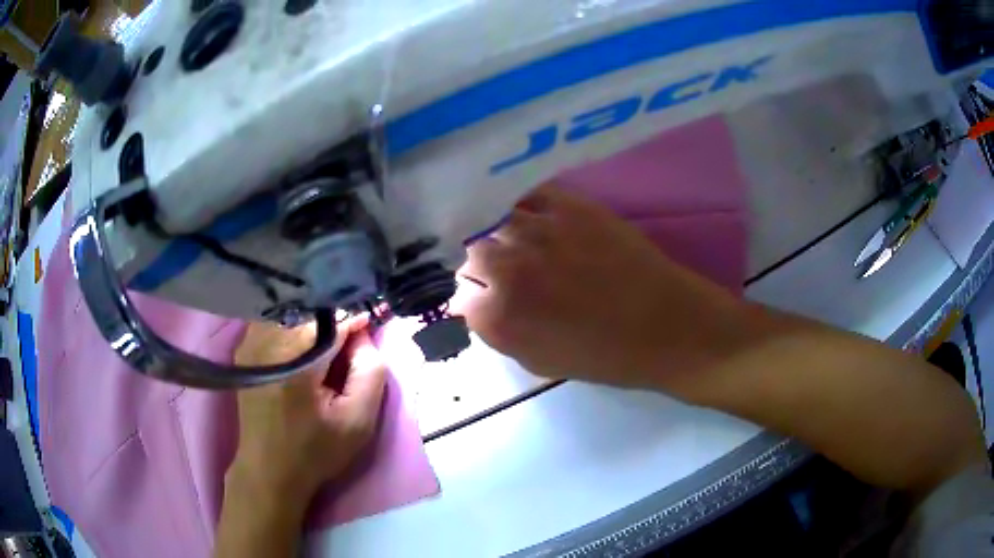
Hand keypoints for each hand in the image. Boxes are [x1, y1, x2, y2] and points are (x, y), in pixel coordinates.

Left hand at [228, 316, 386, 504]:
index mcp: (293, 357)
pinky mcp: (244, 347)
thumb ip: (370, 371)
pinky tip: (305, 351)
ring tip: (328, 349)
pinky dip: (295, 326)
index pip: (333, 317)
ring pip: (292, 309)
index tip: (372, 327)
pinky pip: (276, 320)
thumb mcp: (358, 420)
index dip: (357, 319)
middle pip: (310, 308)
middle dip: (336, 319)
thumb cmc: (315, 450)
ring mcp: (250, 340)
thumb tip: (363, 334)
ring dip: (315, 320)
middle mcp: (266, 338)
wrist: (268, 470)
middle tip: (350, 346)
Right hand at [455, 184, 745, 393]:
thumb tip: (474, 304)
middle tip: (501, 268)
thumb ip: (498, 332)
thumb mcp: (538, 361)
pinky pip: (527, 194)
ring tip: (514, 237)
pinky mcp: (569, 206)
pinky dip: (522, 203)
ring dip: (497, 230)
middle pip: (470, 252)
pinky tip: (531, 212)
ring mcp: (538, 232)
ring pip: (493, 218)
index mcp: (498, 316)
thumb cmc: (605, 355)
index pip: (459, 294)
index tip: (484, 296)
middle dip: (480, 263)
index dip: (471, 296)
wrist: (665, 325)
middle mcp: (508, 268)